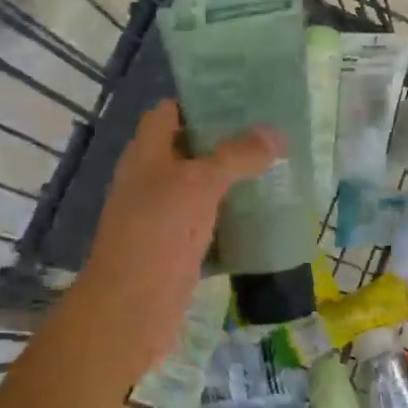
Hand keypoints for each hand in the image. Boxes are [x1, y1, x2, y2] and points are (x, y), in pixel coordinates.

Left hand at [79, 100, 283, 360]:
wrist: (131, 308)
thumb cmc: (159, 232)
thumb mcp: (199, 184)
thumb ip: (236, 156)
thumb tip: (276, 132)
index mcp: (145, 154)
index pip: (168, 112)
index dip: (199, 101)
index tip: (241, 98)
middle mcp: (150, 180)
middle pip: (188, 150)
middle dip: (226, 142)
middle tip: (270, 134)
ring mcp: (161, 217)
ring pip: (200, 189)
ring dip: (231, 182)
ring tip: (275, 169)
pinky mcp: (176, 249)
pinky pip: (207, 225)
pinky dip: (231, 220)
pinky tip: (263, 217)